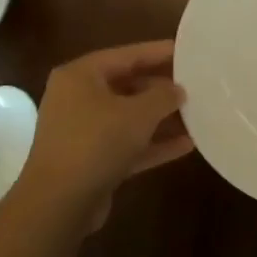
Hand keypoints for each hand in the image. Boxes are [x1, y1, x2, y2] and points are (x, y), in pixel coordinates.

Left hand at [14, 40, 192, 229]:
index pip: (126, 55)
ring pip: (128, 118)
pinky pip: (127, 144)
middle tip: (196, 86)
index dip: (158, 52)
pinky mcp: (91, 161)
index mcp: (81, 76)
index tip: (188, 52)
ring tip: (197, 114)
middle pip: (127, 85)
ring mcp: (83, 132)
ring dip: (161, 118)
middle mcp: (78, 99)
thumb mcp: (138, 113)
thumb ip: (163, 96)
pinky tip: (187, 145)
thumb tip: (178, 90)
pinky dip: (153, 144)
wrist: (59, 204)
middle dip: (162, 89)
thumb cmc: (96, 143)